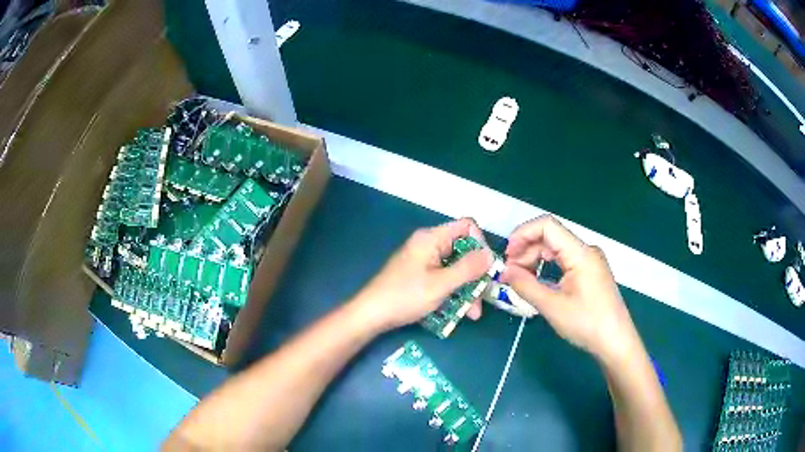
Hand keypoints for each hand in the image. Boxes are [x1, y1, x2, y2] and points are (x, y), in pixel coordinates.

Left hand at [352, 218, 493, 331]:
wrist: (371, 314)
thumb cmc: (405, 296)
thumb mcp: (441, 284)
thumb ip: (468, 268)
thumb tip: (490, 254)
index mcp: (432, 238)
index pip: (467, 226)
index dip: (481, 243)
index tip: (486, 267)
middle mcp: (429, 245)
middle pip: (463, 250)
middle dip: (475, 275)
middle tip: (483, 298)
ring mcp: (424, 261)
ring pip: (455, 268)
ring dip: (466, 289)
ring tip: (472, 314)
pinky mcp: (420, 275)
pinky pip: (444, 278)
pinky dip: (453, 292)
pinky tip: (459, 312)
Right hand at [501, 215, 640, 364]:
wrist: (615, 342)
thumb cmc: (587, 324)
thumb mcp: (552, 307)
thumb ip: (525, 286)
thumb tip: (504, 271)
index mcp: (580, 253)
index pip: (547, 226)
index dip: (523, 234)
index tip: (507, 255)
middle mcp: (586, 251)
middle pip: (550, 237)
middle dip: (526, 250)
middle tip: (509, 273)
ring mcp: (590, 261)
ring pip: (556, 249)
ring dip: (535, 259)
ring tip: (519, 279)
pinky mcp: (590, 272)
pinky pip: (564, 261)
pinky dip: (547, 267)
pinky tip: (537, 281)